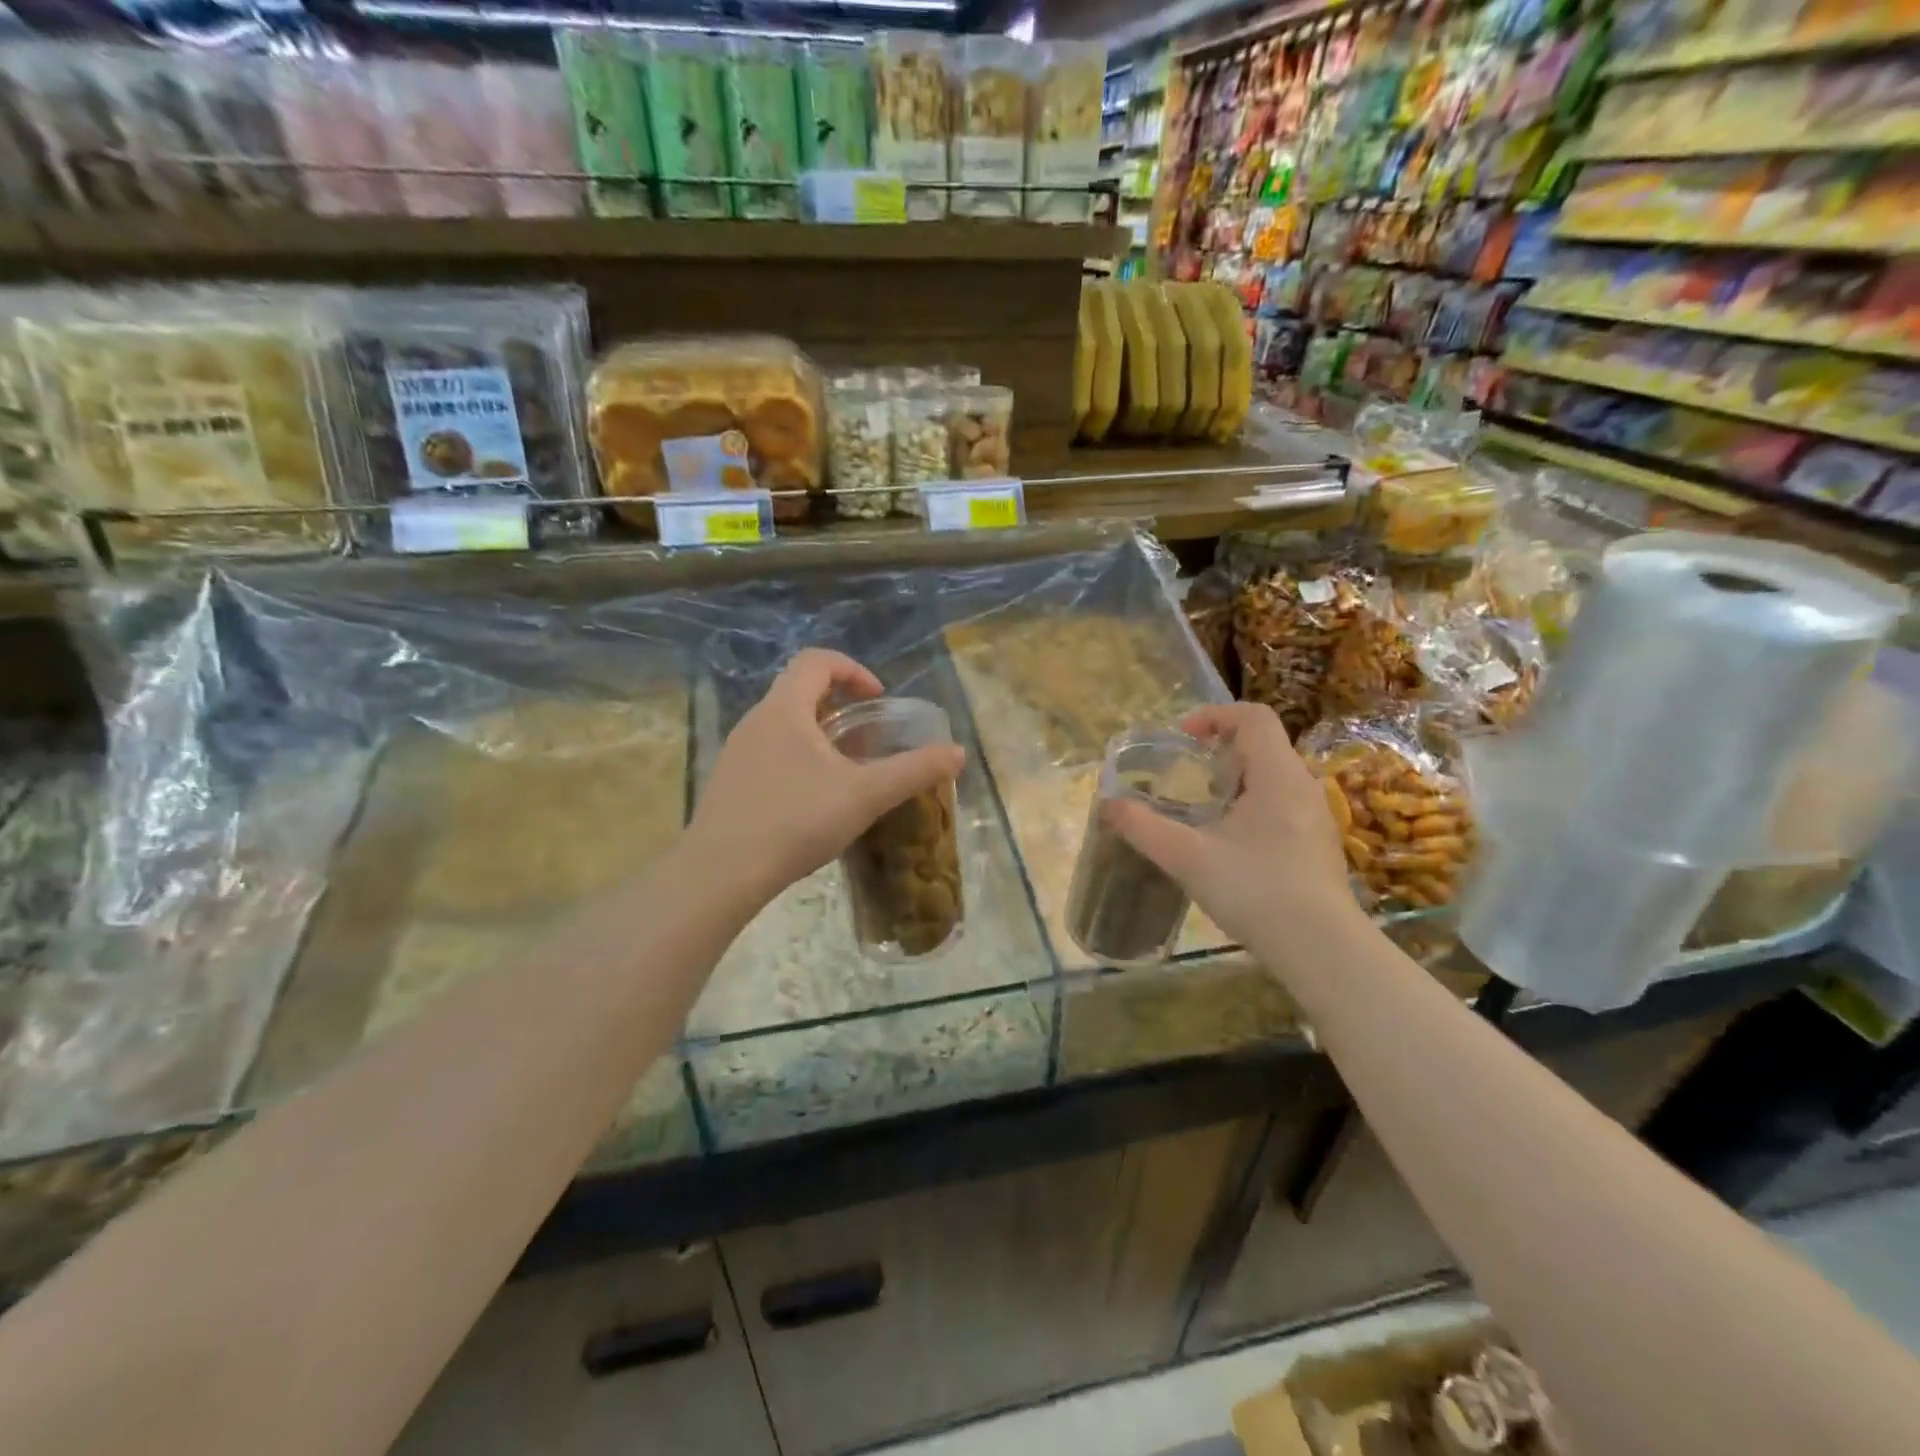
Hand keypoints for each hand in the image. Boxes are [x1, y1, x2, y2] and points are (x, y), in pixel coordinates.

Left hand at [689, 649, 965, 907]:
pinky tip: (813, 802)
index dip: (853, 669)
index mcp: (784, 710)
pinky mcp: (728, 782)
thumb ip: (914, 771)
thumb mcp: (865, 795)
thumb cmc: (795, 821)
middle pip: (800, 691)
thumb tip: (957, 753)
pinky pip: (770, 753)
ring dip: (819, 735)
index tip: (879, 699)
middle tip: (869, 738)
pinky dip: (798, 760)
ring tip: (846, 772)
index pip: (816, 660)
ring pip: (784, 725)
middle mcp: (755, 721)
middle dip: (840, 706)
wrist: (720, 874)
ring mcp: (736, 753)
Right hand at [1106, 702, 1360, 954]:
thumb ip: (1144, 828)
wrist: (1322, 950)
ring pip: (1273, 776)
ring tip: (1203, 809)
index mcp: (1277, 776)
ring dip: (1236, 779)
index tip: (1183, 739)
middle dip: (1220, 750)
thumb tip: (1109, 805)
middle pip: (1263, 744)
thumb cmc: (1256, 891)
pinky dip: (1252, 804)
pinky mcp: (1318, 843)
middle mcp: (1303, 786)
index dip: (1215, 716)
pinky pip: (1283, 803)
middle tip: (1186, 775)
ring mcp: (1316, 816)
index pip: (1253, 717)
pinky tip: (1231, 843)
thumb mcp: (1188, 858)